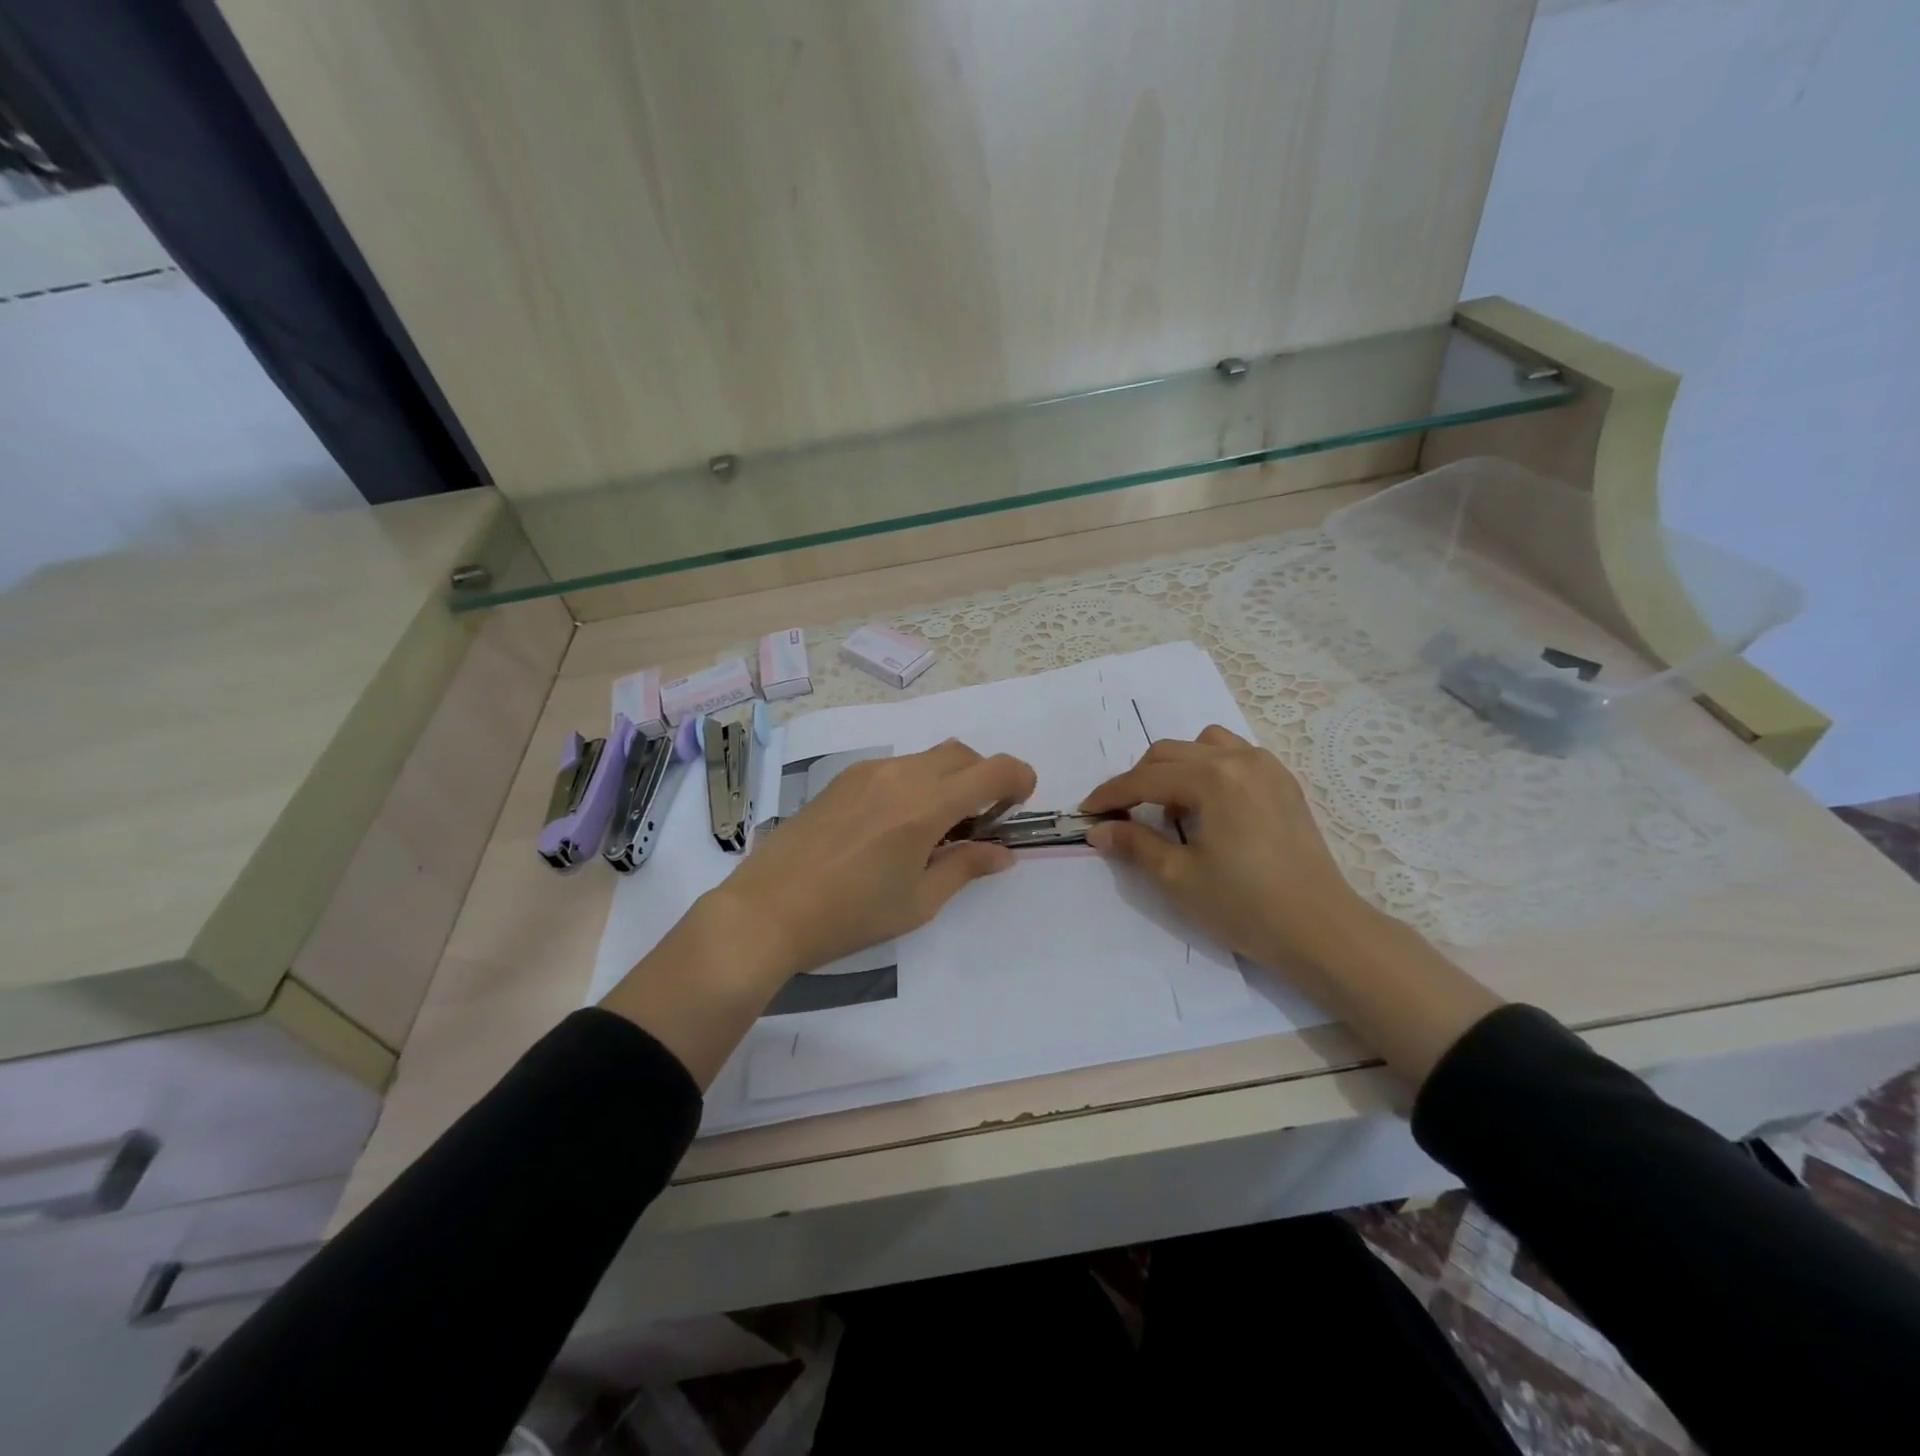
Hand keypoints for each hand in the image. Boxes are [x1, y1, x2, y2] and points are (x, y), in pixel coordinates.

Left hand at [709, 739, 1035, 988]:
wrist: (767, 910)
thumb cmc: (850, 915)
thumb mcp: (918, 902)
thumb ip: (966, 867)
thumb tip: (1003, 853)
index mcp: (926, 805)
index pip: (994, 769)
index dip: (1019, 780)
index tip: (1016, 808)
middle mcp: (900, 775)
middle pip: (962, 754)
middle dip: (984, 778)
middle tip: (977, 824)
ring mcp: (867, 772)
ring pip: (927, 758)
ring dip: (948, 781)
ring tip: (932, 830)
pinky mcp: (842, 779)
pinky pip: (896, 767)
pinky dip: (915, 783)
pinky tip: (894, 827)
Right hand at [1080, 725, 1372, 972]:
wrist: (1321, 929)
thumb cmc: (1245, 906)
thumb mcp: (1178, 877)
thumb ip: (1134, 844)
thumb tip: (1098, 830)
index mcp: (1213, 779)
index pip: (1146, 778)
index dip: (1111, 795)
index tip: (1086, 812)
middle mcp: (1240, 759)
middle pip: (1171, 753)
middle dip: (1139, 780)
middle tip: (1123, 815)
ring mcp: (1267, 767)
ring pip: (1204, 746)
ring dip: (1176, 768)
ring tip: (1171, 806)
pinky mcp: (1284, 782)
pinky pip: (1234, 756)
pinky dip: (1209, 769)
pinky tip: (1208, 805)